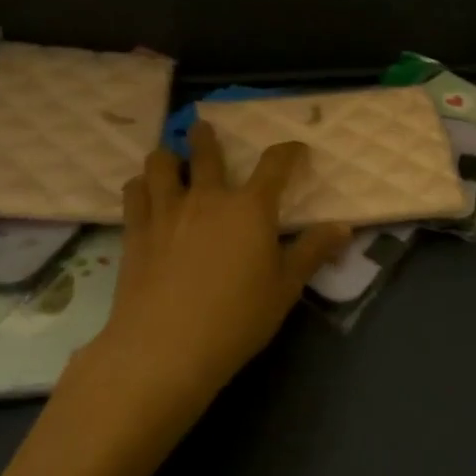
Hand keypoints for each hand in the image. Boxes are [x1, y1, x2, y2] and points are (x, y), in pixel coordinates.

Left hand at [102, 122, 348, 404]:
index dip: (288, 152)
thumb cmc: (236, 319)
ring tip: (169, 158)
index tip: (295, 149)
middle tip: (203, 126)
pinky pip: (134, 193)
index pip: (275, 165)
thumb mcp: (285, 288)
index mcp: (251, 208)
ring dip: (168, 156)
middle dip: (206, 136)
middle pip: (206, 152)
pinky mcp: (136, 232)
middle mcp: (208, 198)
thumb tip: (342, 227)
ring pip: (161, 165)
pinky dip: (140, 185)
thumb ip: (312, 252)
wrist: (165, 348)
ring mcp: (167, 212)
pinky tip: (143, 192)